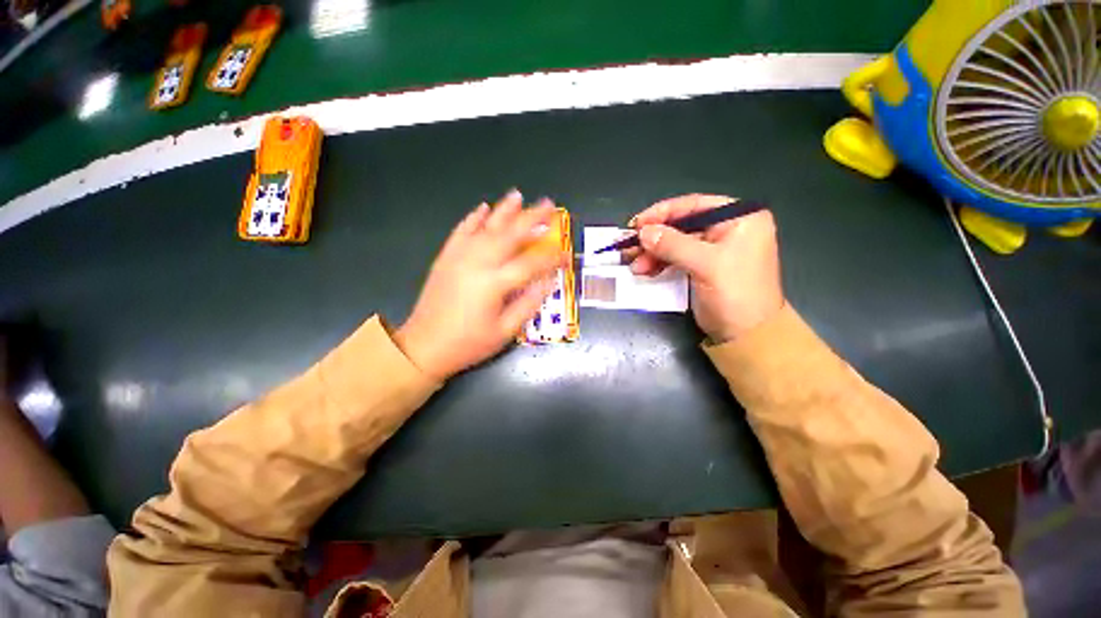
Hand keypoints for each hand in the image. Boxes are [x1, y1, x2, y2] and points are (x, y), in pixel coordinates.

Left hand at [394, 191, 567, 378]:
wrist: (423, 346)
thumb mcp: (504, 331)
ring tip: (518, 195)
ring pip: (486, 226)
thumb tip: (548, 282)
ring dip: (504, 210)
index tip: (567, 253)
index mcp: (494, 283)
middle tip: (549, 204)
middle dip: (532, 218)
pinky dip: (473, 218)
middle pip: (510, 235)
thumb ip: (528, 304)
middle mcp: (478, 262)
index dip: (552, 257)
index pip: (532, 264)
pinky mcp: (446, 258)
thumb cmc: (468, 344)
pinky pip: (461, 231)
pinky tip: (483, 208)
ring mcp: (459, 257)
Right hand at [625, 194, 784, 343]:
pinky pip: (676, 258)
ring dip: (653, 253)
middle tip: (630, 248)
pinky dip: (659, 263)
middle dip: (654, 238)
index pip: (694, 205)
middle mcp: (728, 228)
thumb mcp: (705, 265)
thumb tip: (643, 232)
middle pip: (682, 225)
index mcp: (740, 218)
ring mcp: (714, 249)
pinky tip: (645, 270)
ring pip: (675, 243)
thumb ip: (673, 244)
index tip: (637, 224)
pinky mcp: (703, 266)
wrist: (747, 335)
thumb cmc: (735, 294)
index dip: (662, 213)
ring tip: (635, 266)